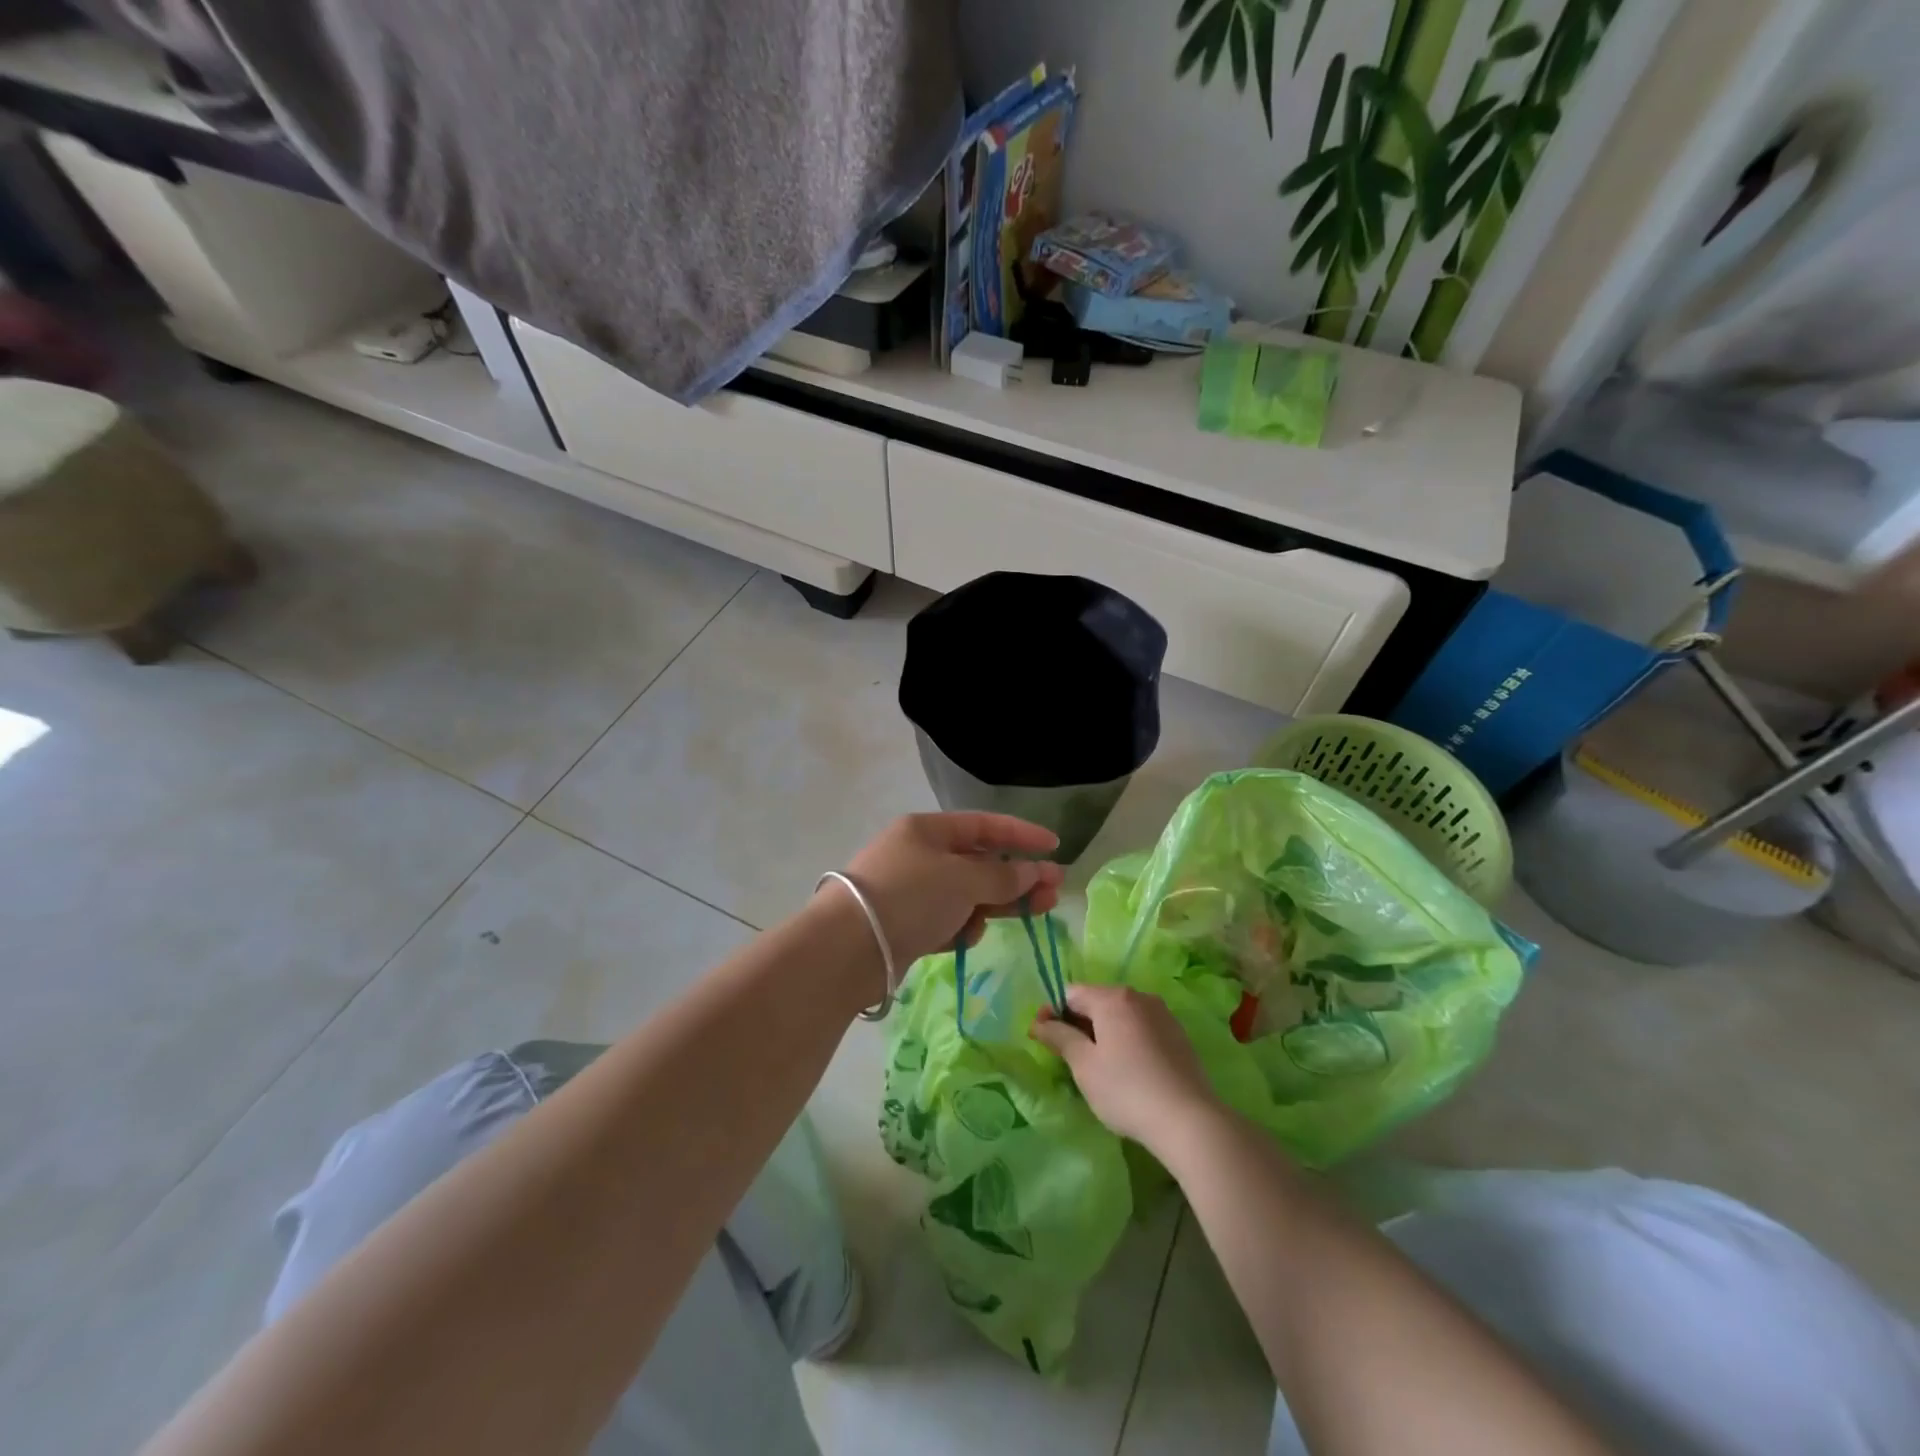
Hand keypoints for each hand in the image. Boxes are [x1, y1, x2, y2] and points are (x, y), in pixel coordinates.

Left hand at [831, 813, 1065, 967]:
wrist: (847, 948)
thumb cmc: (909, 896)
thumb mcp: (962, 879)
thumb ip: (1003, 876)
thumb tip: (1034, 872)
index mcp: (927, 829)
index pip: (984, 825)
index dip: (1022, 834)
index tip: (1055, 846)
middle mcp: (919, 854)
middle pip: (979, 862)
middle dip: (1017, 876)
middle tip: (1053, 893)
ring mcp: (911, 890)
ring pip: (966, 894)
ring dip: (996, 903)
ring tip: (1031, 915)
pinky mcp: (906, 924)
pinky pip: (947, 919)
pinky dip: (961, 926)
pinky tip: (966, 937)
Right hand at [1030, 984, 1220, 1153]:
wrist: (1189, 1120)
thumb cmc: (1126, 1089)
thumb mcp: (1084, 1065)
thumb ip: (1059, 1037)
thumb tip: (1039, 1022)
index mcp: (1112, 998)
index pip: (1071, 993)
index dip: (1052, 1012)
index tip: (1042, 1037)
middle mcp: (1139, 996)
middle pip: (1097, 1001)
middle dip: (1076, 1022)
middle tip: (1065, 1055)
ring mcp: (1162, 1014)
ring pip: (1120, 1015)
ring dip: (1102, 1032)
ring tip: (1096, 1064)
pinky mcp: (1178, 1035)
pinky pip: (1141, 1028)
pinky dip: (1126, 1040)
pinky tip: (1126, 1069)